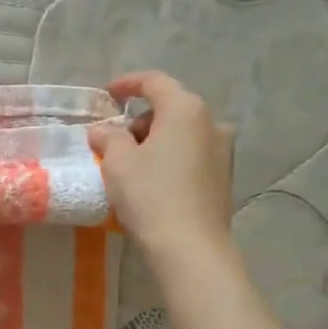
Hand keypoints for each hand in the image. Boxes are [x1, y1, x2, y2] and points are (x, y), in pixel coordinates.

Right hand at [88, 71, 233, 264]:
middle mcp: (211, 121)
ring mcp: (223, 150)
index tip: (107, 95)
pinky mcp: (224, 176)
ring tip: (133, 166)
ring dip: (156, 141)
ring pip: (182, 133)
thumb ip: (108, 138)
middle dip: (140, 120)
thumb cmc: (150, 195)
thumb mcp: (118, 162)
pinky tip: (154, 182)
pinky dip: (171, 158)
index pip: (154, 82)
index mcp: (185, 109)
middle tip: (115, 142)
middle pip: (170, 108)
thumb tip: (103, 130)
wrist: (190, 246)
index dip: (127, 84)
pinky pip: (192, 155)